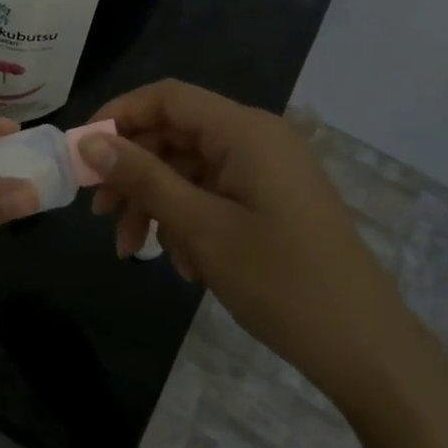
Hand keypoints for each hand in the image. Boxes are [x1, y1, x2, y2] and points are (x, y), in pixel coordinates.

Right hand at [81, 80, 415, 404]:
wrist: (367, 350)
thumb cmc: (280, 281)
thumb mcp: (200, 227)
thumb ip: (142, 177)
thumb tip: (90, 141)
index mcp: (244, 130)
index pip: (166, 98)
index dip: (117, 116)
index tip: (81, 154)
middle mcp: (257, 138)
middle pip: (175, 134)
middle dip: (133, 171)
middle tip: (100, 214)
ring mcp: (267, 170)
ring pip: (190, 168)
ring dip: (155, 203)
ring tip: (133, 251)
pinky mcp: (272, 200)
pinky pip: (214, 193)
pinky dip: (187, 219)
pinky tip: (180, 263)